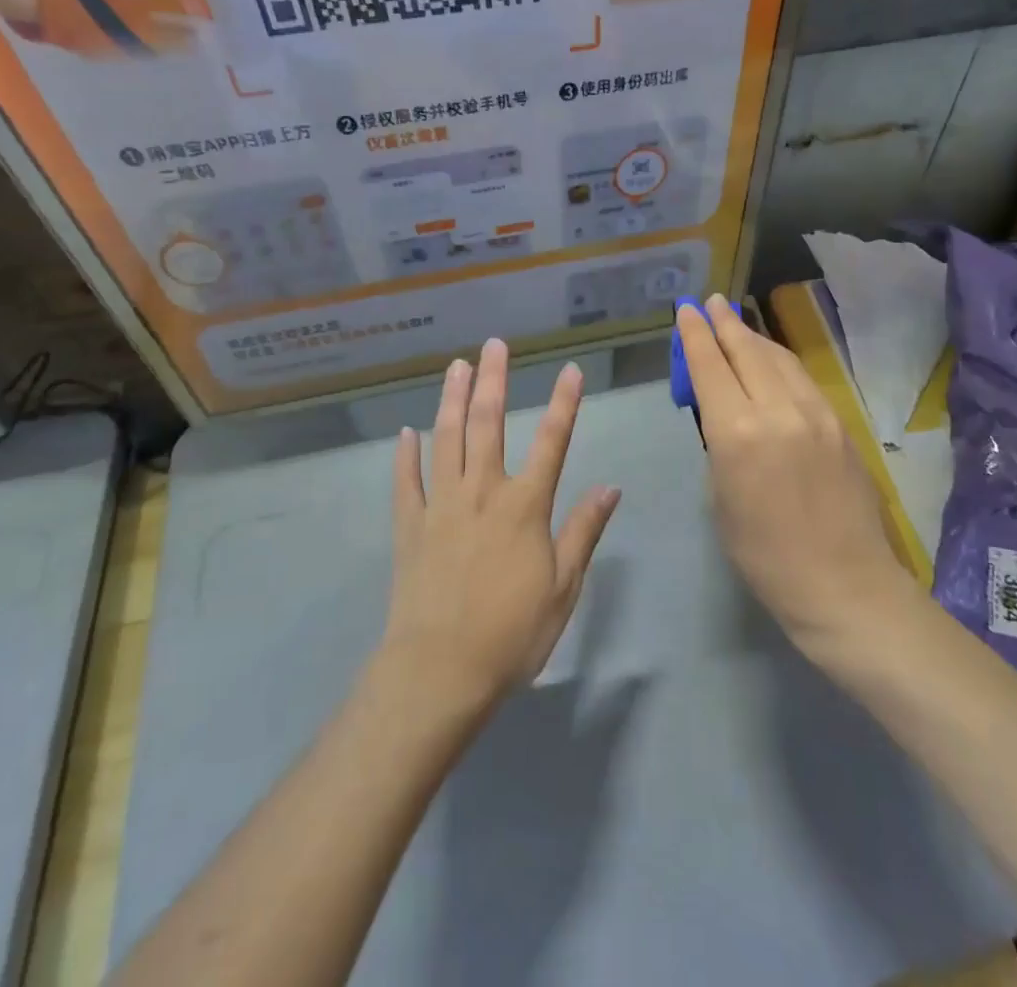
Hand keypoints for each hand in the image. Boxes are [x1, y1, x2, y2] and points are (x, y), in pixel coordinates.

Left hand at [382, 339, 620, 712]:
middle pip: (488, 425)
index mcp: (524, 506)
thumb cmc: (511, 633)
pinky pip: (406, 482)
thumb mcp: (563, 588)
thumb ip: (583, 532)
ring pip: (446, 439)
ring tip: (456, 367)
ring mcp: (441, 505)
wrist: (440, 670)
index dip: (564, 404)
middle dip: (494, 381)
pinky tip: (406, 432)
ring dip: (451, 400)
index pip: (552, 442)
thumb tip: (610, 487)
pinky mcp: (409, 526)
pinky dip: (405, 455)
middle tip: (494, 345)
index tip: (570, 369)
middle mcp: (482, 492)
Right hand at [676, 296, 906, 660]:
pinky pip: (802, 379)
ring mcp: (816, 414)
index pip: (710, 367)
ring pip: (779, 358)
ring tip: (736, 322)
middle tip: (710, 302)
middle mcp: (777, 410)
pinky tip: (772, 360)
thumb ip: (719, 445)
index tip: (685, 310)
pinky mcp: (840, 424)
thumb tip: (722, 415)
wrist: (844, 585)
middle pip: (746, 351)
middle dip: (724, 323)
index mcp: (737, 433)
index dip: (695, 335)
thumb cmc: (765, 556)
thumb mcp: (721, 498)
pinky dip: (780, 361)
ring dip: (754, 336)